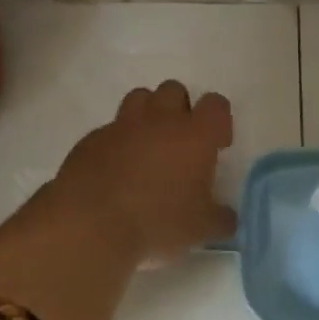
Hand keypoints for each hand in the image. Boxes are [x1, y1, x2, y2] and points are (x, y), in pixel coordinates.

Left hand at [46, 80, 236, 265]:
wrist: (91, 224)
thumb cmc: (157, 221)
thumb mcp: (202, 229)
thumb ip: (220, 218)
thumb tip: (227, 217)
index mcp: (195, 134)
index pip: (216, 104)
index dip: (219, 121)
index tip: (217, 146)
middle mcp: (160, 119)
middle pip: (174, 90)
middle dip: (181, 109)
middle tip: (180, 144)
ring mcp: (122, 125)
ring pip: (139, 98)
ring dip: (148, 114)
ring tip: (148, 148)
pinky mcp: (92, 139)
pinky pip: (110, 129)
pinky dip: (117, 142)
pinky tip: (116, 170)